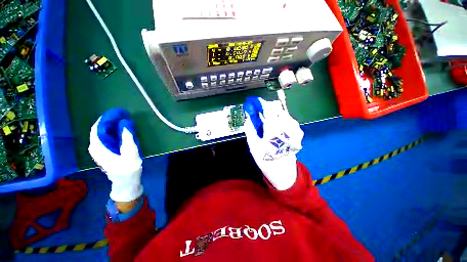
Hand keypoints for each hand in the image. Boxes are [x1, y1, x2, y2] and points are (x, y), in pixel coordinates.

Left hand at [88, 108, 142, 201]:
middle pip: (99, 129)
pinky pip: (106, 137)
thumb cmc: (128, 168)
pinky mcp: (104, 151)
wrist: (125, 181)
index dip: (108, 118)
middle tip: (125, 116)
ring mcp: (99, 150)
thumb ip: (127, 137)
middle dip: (111, 121)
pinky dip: (113, 132)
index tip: (120, 112)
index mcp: (98, 147)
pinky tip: (122, 131)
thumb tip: (125, 123)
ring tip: (124, 121)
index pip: (98, 127)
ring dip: (112, 126)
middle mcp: (95, 147)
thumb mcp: (130, 152)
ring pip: (102, 133)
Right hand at [243, 97, 303, 189]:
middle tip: (259, 112)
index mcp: (274, 127)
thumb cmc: (266, 159)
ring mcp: (294, 128)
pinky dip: (281, 118)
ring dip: (274, 112)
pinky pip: (288, 119)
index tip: (253, 102)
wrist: (283, 172)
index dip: (260, 102)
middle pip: (277, 107)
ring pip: (283, 112)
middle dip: (267, 107)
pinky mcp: (298, 132)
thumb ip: (250, 128)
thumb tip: (248, 117)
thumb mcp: (253, 145)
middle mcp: (287, 124)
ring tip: (267, 121)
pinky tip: (277, 127)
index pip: (268, 107)